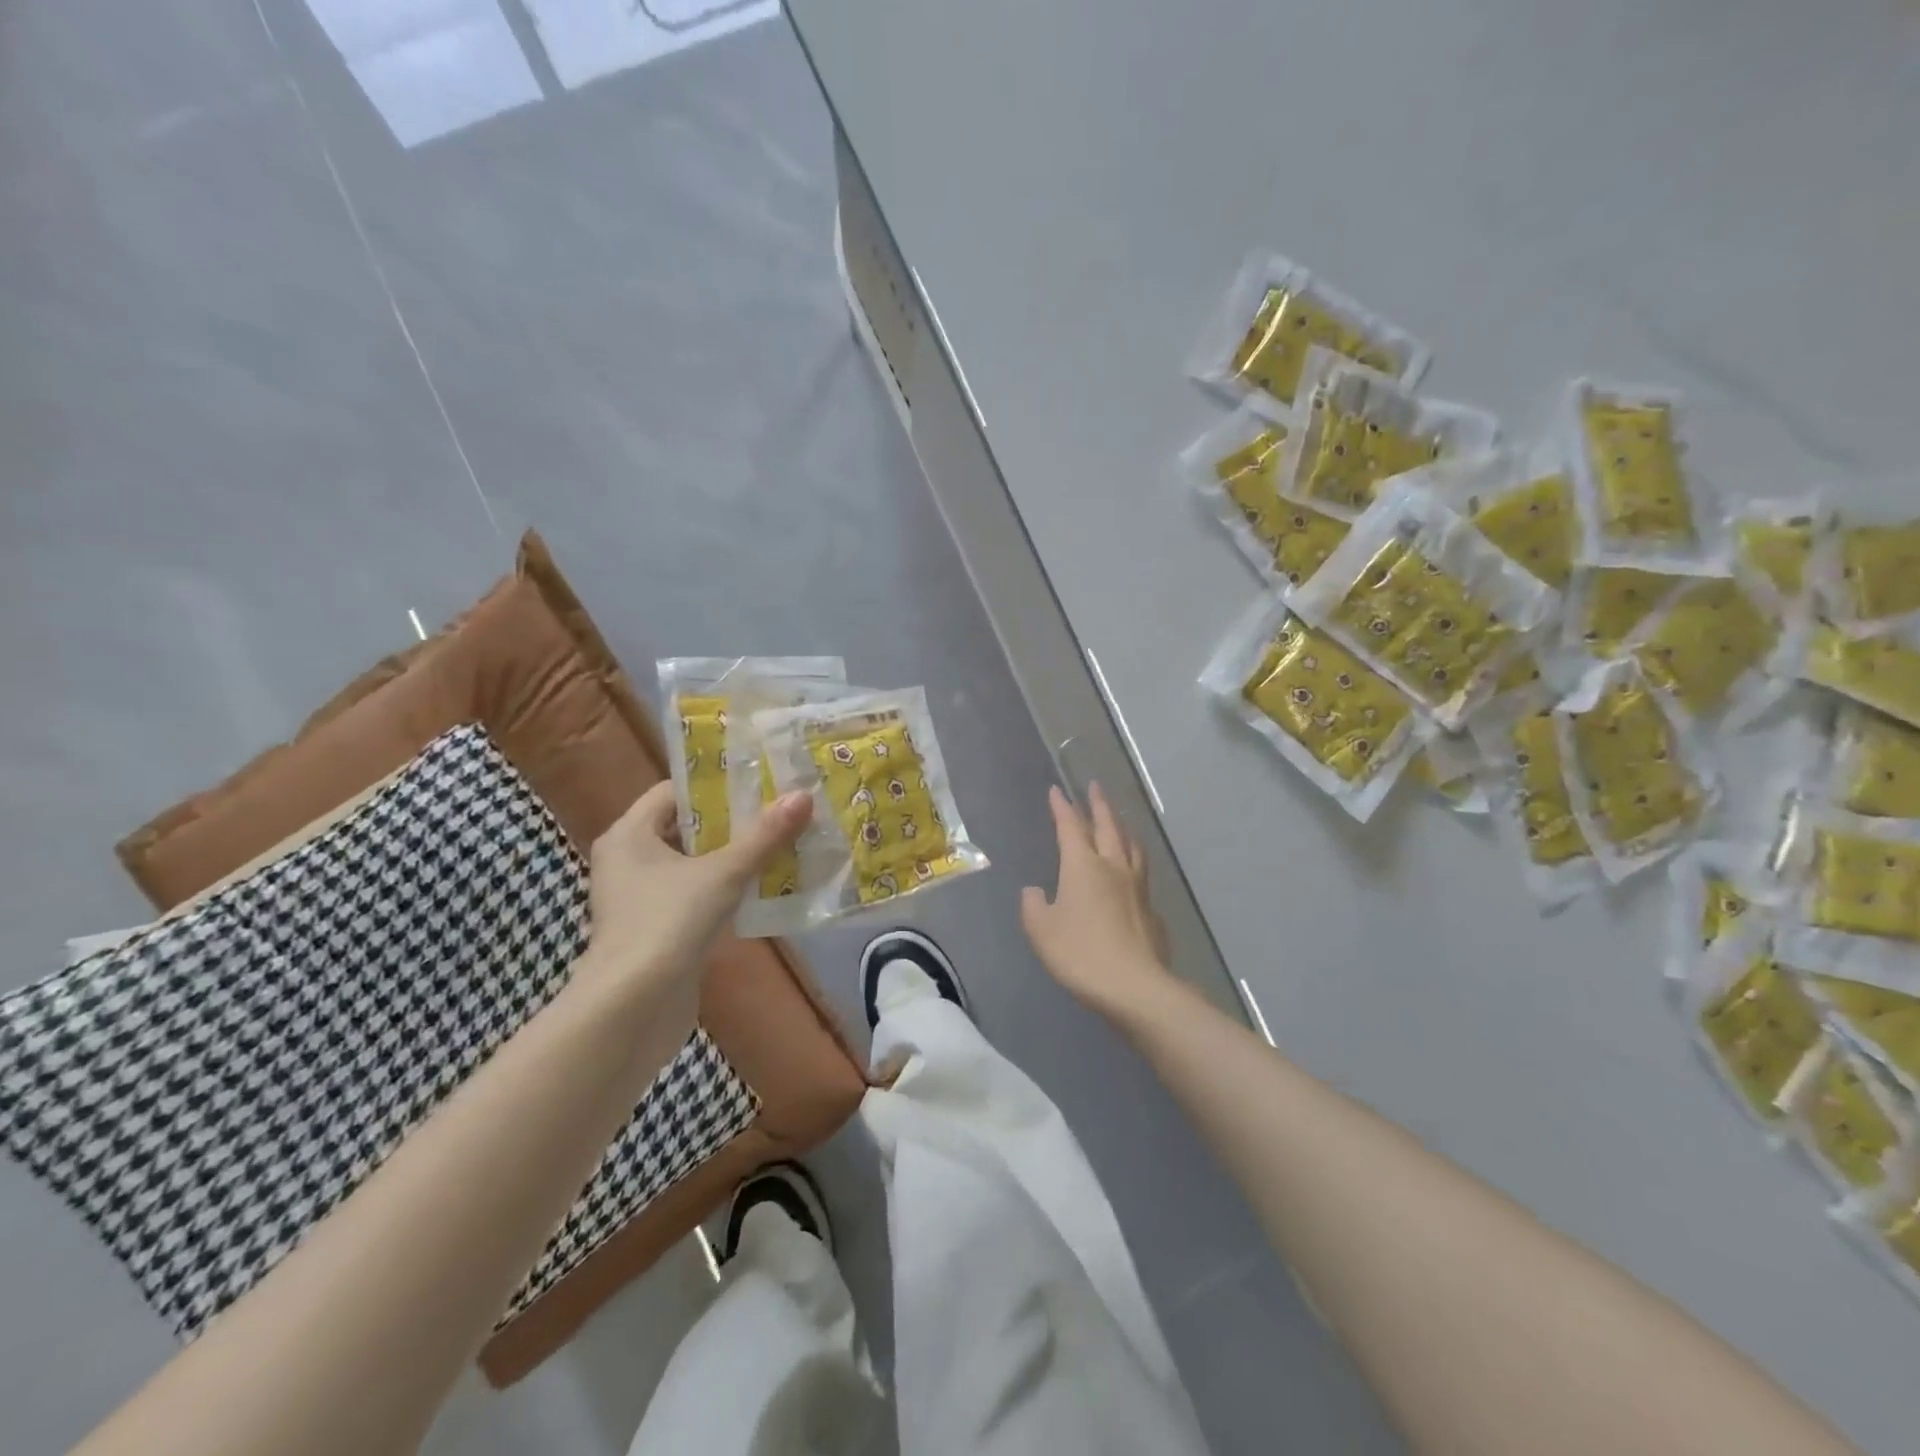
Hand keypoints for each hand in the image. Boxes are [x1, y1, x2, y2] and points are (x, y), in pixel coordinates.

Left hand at [575, 781, 812, 1019]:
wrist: (632, 1010)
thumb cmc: (667, 924)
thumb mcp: (722, 874)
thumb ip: (763, 836)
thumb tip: (803, 796)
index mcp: (630, 834)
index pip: (674, 791)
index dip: (717, 784)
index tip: (760, 781)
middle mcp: (629, 860)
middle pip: (687, 827)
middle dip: (733, 821)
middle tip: (780, 810)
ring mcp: (641, 898)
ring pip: (694, 863)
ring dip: (734, 856)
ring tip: (782, 843)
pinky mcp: (657, 929)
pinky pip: (696, 895)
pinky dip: (725, 888)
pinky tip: (764, 887)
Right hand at [1021, 783, 1173, 1020]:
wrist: (1135, 986)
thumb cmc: (1080, 953)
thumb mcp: (1042, 931)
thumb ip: (1034, 906)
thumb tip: (1035, 891)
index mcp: (1083, 866)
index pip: (1070, 827)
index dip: (1062, 808)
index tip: (1057, 790)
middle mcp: (1113, 867)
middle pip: (1107, 827)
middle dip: (1099, 805)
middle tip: (1095, 786)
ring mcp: (1137, 888)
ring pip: (1131, 847)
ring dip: (1122, 828)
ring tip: (1119, 820)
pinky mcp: (1151, 911)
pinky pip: (1142, 874)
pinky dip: (1134, 862)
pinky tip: (1133, 873)